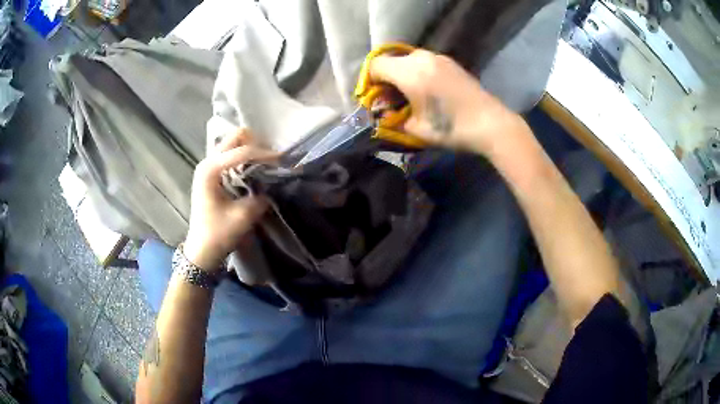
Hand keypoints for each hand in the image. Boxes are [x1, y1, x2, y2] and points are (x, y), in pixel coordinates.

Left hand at [183, 129, 275, 272]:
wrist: (202, 250)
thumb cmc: (218, 234)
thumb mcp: (243, 217)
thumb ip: (260, 196)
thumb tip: (274, 184)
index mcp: (210, 169)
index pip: (242, 151)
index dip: (264, 155)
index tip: (283, 162)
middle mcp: (207, 161)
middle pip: (235, 137)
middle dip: (256, 144)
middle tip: (271, 160)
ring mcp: (208, 166)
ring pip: (233, 144)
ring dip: (251, 149)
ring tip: (265, 165)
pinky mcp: (212, 174)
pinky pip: (231, 155)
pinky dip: (245, 158)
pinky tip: (255, 170)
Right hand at [370, 49, 526, 155]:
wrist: (491, 123)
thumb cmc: (452, 128)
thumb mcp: (416, 130)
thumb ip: (392, 119)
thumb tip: (383, 114)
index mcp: (409, 72)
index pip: (376, 65)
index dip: (370, 82)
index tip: (376, 99)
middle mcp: (422, 58)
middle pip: (391, 60)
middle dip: (387, 79)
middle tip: (393, 100)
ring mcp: (439, 57)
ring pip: (408, 60)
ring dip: (403, 75)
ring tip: (412, 97)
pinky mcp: (450, 62)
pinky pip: (424, 62)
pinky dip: (418, 73)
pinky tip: (429, 91)